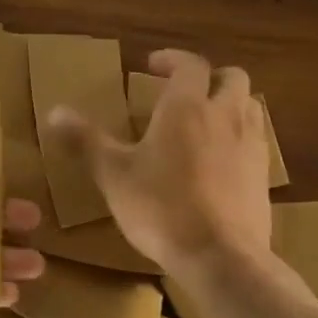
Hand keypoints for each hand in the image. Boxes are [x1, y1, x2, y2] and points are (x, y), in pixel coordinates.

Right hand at [47, 48, 268, 271]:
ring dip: (230, 104)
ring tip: (205, 122)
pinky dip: (240, 138)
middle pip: (232, 77)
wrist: (221, 257)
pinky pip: (257, 141)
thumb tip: (54, 112)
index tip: (152, 65)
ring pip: (250, 107)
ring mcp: (250, 146)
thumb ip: (85, 140)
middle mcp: (224, 117)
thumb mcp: (112, 174)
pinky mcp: (264, 177)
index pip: (189, 65)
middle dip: (210, 77)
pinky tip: (219, 162)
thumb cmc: (161, 207)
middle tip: (184, 92)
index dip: (172, 59)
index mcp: (186, 107)